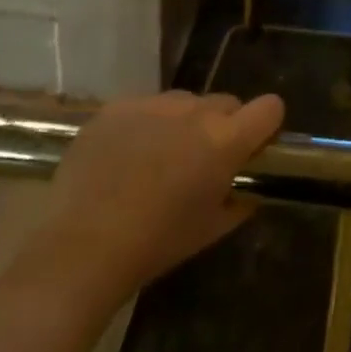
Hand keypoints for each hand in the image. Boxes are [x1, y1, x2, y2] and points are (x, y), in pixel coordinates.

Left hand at [19, 91, 284, 311]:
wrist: (80, 249)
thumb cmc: (155, 245)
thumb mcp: (210, 230)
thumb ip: (239, 201)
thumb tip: (248, 189)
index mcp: (225, 140)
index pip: (270, 107)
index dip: (266, 125)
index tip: (254, 145)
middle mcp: (196, 111)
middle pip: (226, 102)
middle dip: (221, 126)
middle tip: (200, 161)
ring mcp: (155, 103)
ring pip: (184, 102)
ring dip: (182, 123)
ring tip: (155, 160)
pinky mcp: (119, 106)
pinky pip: (145, 107)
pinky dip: (143, 125)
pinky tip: (122, 158)